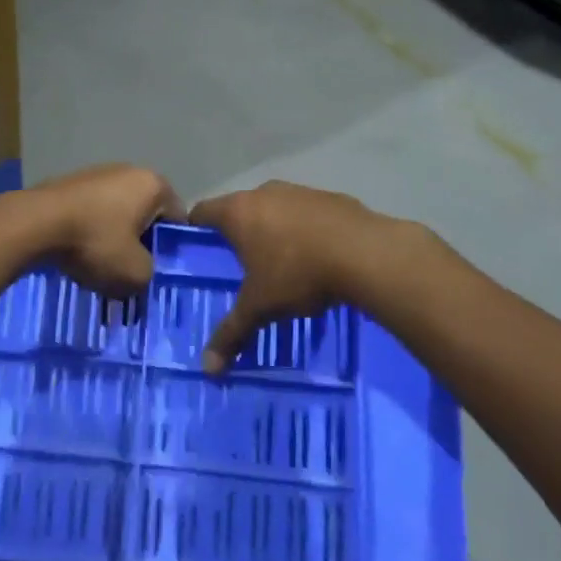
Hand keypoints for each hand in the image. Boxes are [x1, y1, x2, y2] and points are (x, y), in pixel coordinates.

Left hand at [18, 164, 184, 298]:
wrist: (35, 224)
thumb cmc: (95, 243)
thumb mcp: (135, 274)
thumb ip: (150, 274)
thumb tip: (141, 271)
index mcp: (154, 184)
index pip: (177, 219)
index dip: (170, 249)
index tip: (157, 271)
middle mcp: (129, 170)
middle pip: (146, 214)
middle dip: (140, 242)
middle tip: (130, 271)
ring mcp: (98, 172)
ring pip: (117, 213)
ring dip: (113, 237)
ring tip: (100, 266)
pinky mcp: (71, 182)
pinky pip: (92, 211)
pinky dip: (90, 230)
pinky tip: (78, 252)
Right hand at [188, 181, 409, 372]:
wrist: (365, 253)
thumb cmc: (298, 274)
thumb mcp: (260, 307)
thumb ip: (232, 333)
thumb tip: (207, 368)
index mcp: (238, 212)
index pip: (202, 210)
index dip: (195, 228)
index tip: (196, 248)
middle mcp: (264, 193)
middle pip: (239, 208)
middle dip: (238, 233)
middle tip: (238, 263)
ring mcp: (299, 191)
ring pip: (274, 208)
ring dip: (273, 229)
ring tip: (279, 261)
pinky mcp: (330, 197)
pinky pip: (306, 212)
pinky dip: (304, 229)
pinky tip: (316, 255)